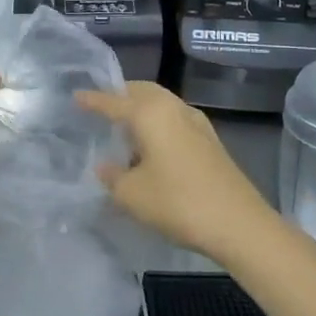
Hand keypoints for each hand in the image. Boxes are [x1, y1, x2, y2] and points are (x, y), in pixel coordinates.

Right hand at [76, 81, 274, 258]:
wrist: (239, 224)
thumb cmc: (178, 202)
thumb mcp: (132, 195)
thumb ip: (112, 177)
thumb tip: (105, 166)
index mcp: (150, 113)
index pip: (113, 101)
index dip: (92, 100)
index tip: (76, 96)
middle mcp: (173, 108)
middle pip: (142, 91)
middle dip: (120, 95)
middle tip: (101, 106)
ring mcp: (196, 122)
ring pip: (161, 103)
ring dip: (141, 108)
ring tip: (123, 127)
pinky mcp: (209, 140)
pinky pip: (174, 118)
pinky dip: (158, 122)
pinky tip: (151, 145)